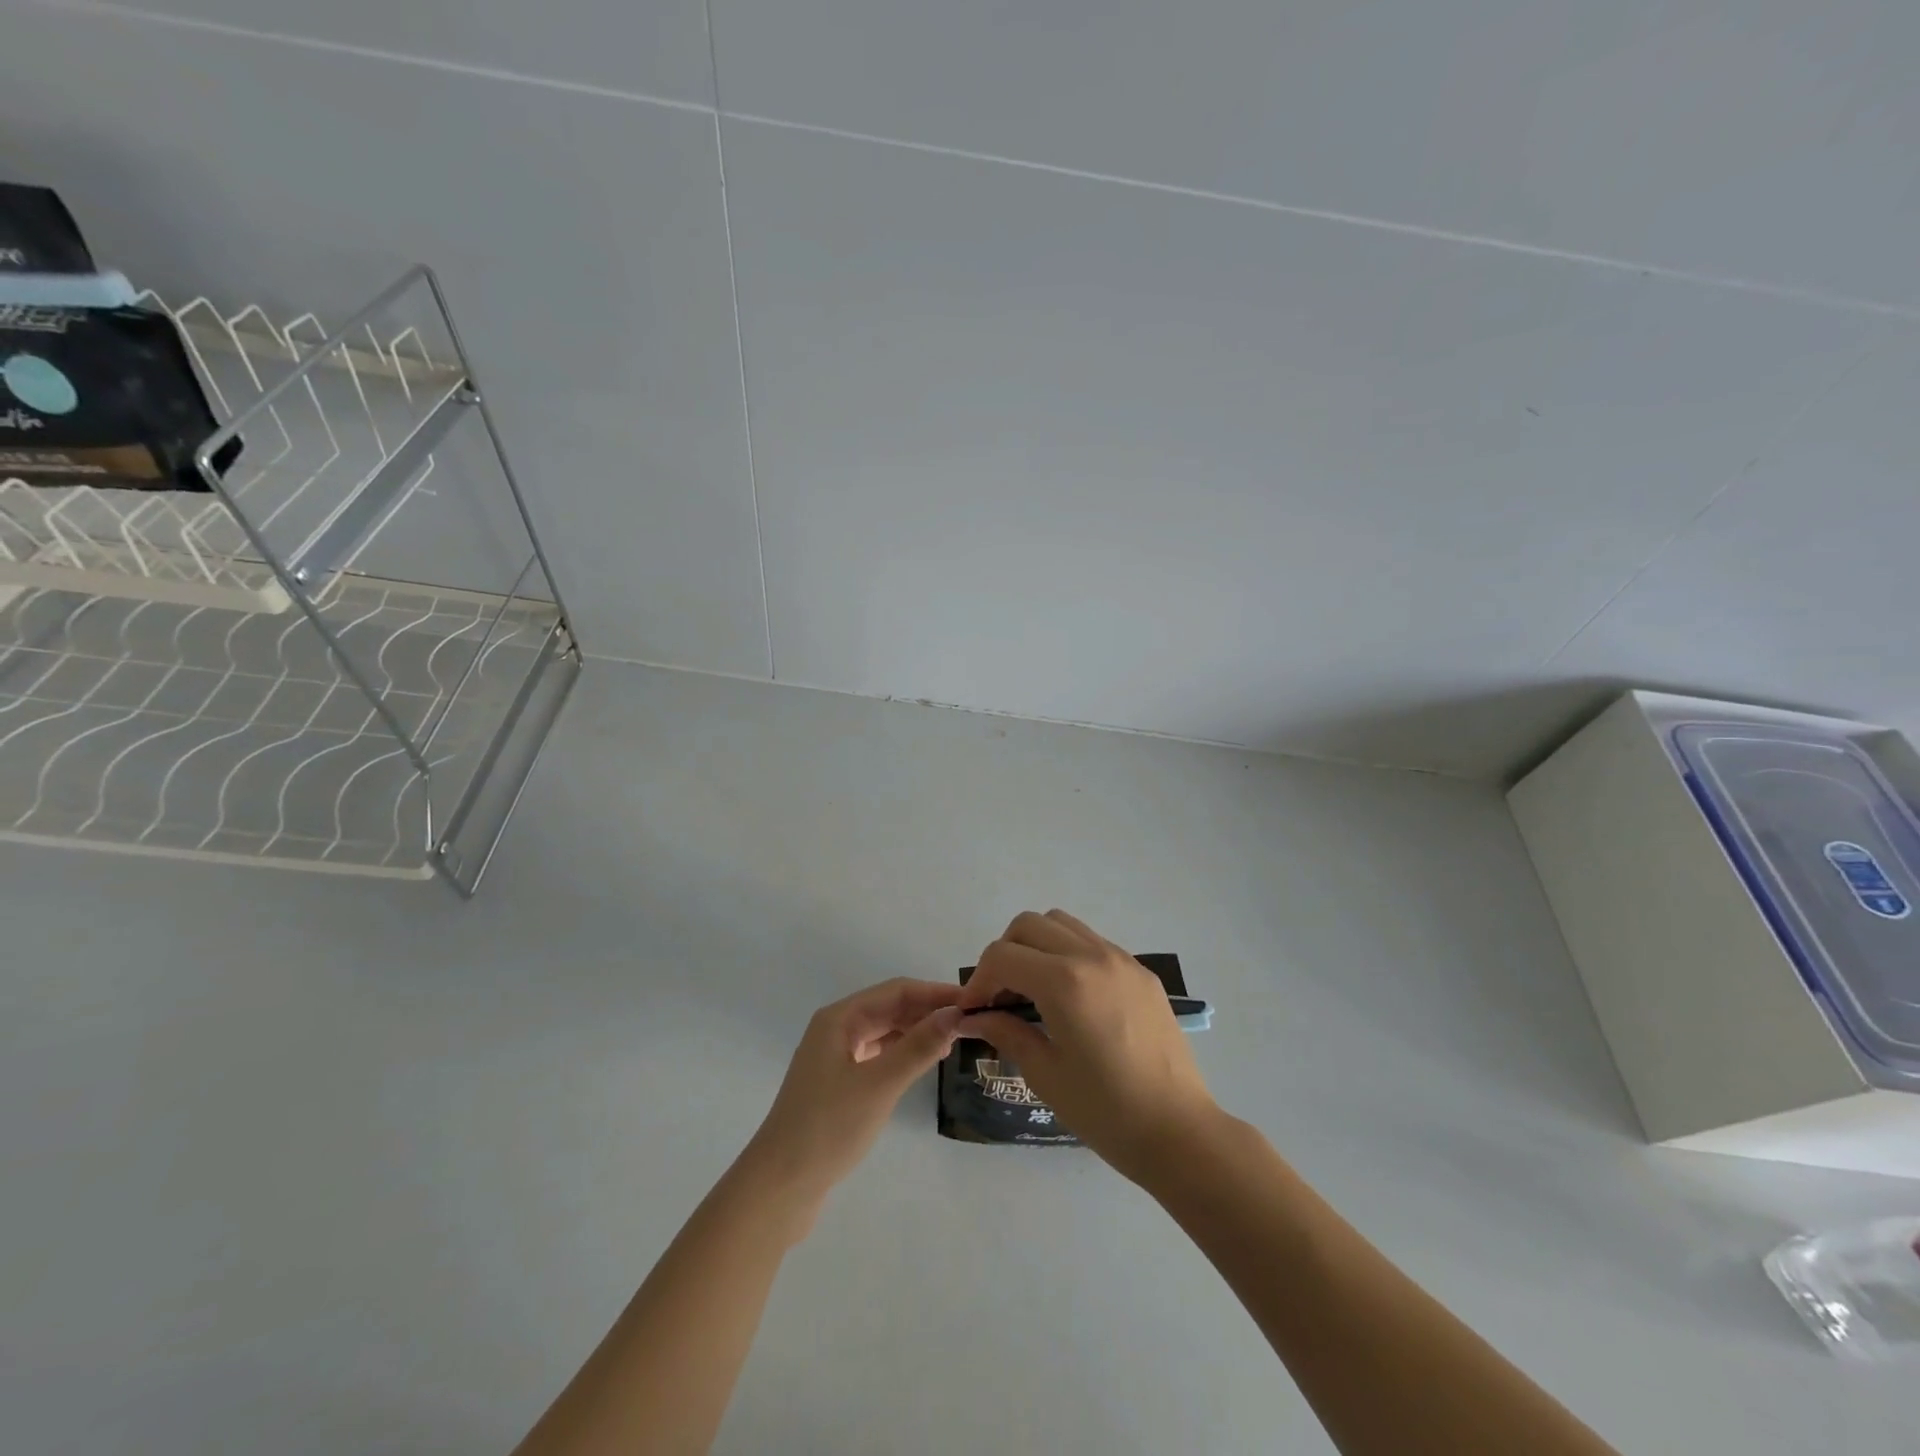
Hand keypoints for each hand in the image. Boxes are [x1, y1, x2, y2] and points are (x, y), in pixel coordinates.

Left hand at [744, 979, 964, 1205]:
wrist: (780, 1186)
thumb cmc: (829, 1127)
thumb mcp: (880, 1085)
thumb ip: (918, 1047)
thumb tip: (955, 1014)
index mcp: (839, 1019)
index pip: (896, 991)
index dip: (934, 992)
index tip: (971, 1001)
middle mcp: (835, 1029)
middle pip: (889, 1008)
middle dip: (926, 1011)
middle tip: (968, 1023)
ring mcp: (835, 1056)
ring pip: (884, 1032)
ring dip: (915, 1032)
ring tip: (952, 1042)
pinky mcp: (838, 1083)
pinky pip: (877, 1055)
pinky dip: (901, 1054)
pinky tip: (922, 1063)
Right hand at [957, 910, 1219, 1181]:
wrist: (1179, 1131)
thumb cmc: (1106, 1111)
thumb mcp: (1045, 1074)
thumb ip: (1006, 1032)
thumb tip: (973, 1017)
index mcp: (1064, 982)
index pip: (1002, 956)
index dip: (978, 980)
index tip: (974, 1010)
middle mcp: (1092, 956)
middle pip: (1028, 925)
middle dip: (1004, 954)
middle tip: (1001, 996)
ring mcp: (1121, 959)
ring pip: (1062, 923)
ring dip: (1036, 946)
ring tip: (1033, 989)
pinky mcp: (1141, 971)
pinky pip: (1092, 942)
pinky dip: (1068, 953)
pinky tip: (1070, 997)